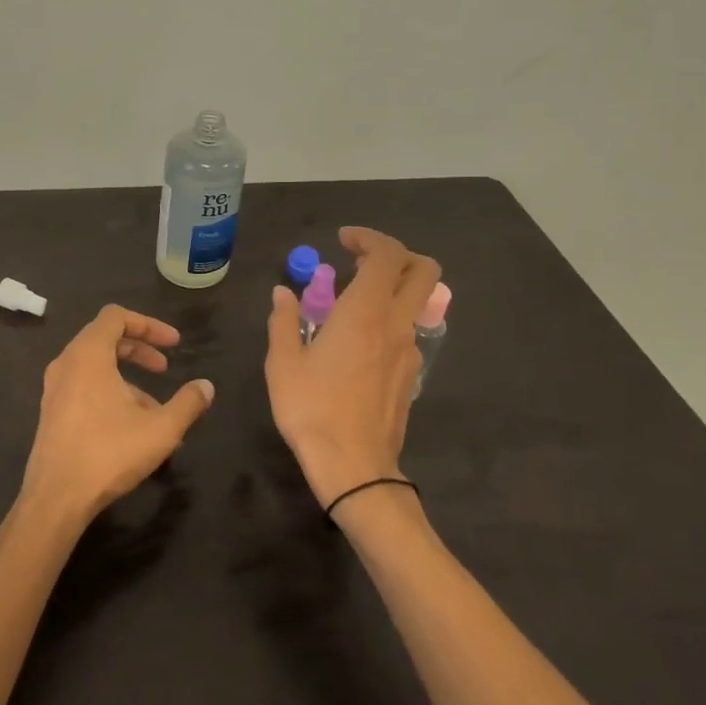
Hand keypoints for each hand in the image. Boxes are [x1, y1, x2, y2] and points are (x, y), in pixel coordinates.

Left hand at [18, 305, 213, 527]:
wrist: (55, 498)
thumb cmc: (108, 453)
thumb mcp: (160, 429)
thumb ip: (188, 403)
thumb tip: (206, 386)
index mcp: (88, 354)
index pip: (116, 316)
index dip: (148, 324)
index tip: (174, 344)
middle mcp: (66, 363)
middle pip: (105, 337)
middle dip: (139, 348)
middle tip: (165, 367)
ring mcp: (54, 388)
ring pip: (95, 365)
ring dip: (127, 377)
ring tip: (155, 408)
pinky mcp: (51, 411)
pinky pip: (84, 385)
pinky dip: (109, 391)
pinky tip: (131, 427)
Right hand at [265, 228, 440, 511]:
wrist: (353, 466)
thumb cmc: (311, 409)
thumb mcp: (283, 362)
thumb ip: (284, 321)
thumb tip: (282, 293)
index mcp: (365, 313)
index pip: (386, 255)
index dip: (368, 238)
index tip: (342, 241)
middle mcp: (395, 324)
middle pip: (423, 270)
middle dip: (397, 254)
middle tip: (360, 260)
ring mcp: (409, 351)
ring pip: (417, 301)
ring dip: (391, 287)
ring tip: (349, 302)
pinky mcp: (410, 375)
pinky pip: (407, 330)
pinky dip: (388, 317)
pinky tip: (356, 340)